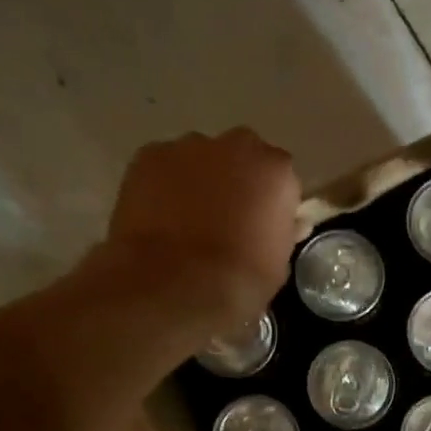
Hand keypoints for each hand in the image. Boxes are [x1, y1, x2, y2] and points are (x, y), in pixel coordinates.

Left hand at [99, 128, 300, 341]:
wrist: (174, 285)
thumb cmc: (239, 281)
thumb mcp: (278, 263)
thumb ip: (280, 231)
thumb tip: (282, 224)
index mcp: (276, 171)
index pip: (280, 180)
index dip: (271, 203)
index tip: (263, 226)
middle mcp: (237, 146)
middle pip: (241, 157)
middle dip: (236, 180)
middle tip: (226, 220)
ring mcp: (189, 147)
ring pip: (199, 159)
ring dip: (198, 181)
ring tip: (186, 222)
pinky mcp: (148, 156)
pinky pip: (163, 168)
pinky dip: (163, 187)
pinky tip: (158, 219)